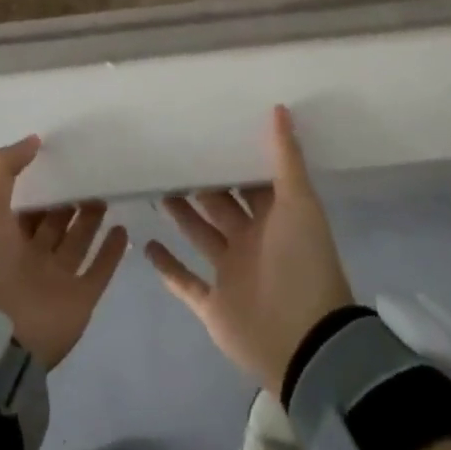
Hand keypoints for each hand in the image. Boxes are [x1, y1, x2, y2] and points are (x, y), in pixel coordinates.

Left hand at [0, 136, 128, 370]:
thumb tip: (34, 139)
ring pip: (78, 241)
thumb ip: (4, 169)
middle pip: (55, 222)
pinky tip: (123, 229)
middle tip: (92, 172)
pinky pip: (99, 270)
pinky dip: (112, 251)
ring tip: (107, 191)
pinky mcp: (80, 299)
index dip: (41, 184)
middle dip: (70, 200)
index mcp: (5, 239)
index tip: (62, 158)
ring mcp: (57, 279)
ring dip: (91, 219)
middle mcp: (32, 257)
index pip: (28, 206)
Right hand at [146, 105, 355, 395]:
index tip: (207, 132)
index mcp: (273, 219)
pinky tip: (145, 244)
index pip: (249, 183)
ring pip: (199, 236)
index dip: (233, 161)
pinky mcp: (212, 304)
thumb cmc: (303, 264)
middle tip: (172, 155)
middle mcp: (251, 242)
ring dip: (181, 215)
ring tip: (156, 187)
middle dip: (201, 184)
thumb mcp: (300, 203)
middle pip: (220, 206)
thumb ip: (286, 157)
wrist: (305, 343)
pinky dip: (166, 266)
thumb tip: (279, 107)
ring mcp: (230, 274)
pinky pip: (184, 282)